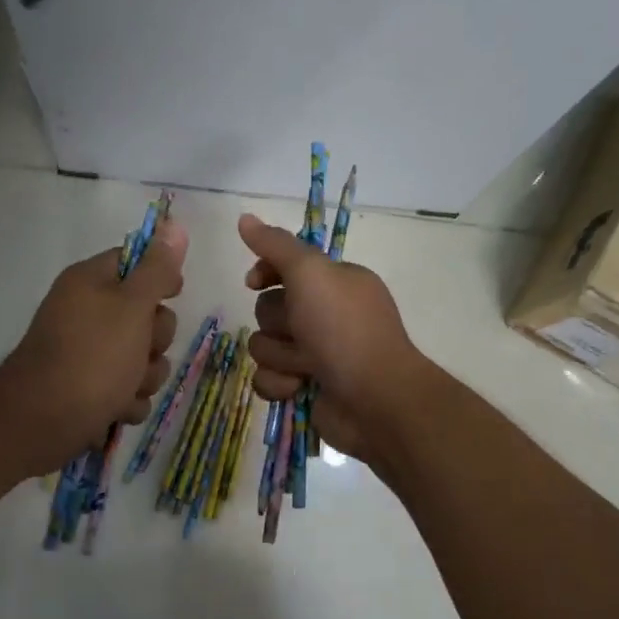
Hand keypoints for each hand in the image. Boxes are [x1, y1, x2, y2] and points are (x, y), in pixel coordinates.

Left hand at [0, 220, 186, 478]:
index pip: (136, 262)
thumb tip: (174, 225)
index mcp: (91, 283)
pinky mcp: (88, 390)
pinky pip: (126, 390)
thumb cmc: (93, 357)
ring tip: (125, 388)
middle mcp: (87, 313)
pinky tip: (114, 409)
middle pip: (146, 317)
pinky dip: (126, 402)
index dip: (160, 278)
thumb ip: (157, 270)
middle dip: (155, 342)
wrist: (43, 421)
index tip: (173, 294)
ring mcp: (87, 354)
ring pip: (141, 360)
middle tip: (142, 351)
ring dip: (144, 378)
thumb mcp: (132, 306)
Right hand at [238, 212, 427, 467]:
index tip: (254, 281)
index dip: (265, 272)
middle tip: (303, 333)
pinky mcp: (303, 387)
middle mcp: (325, 315)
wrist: (374, 400)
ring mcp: (315, 354)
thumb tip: (244, 217)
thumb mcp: (312, 274)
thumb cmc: (345, 330)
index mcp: (334, 283)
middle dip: (278, 324)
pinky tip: (299, 388)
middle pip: (268, 309)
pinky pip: (267, 379)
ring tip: (307, 367)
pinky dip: (280, 384)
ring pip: (264, 346)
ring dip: (280, 357)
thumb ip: (276, 245)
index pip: (285, 267)